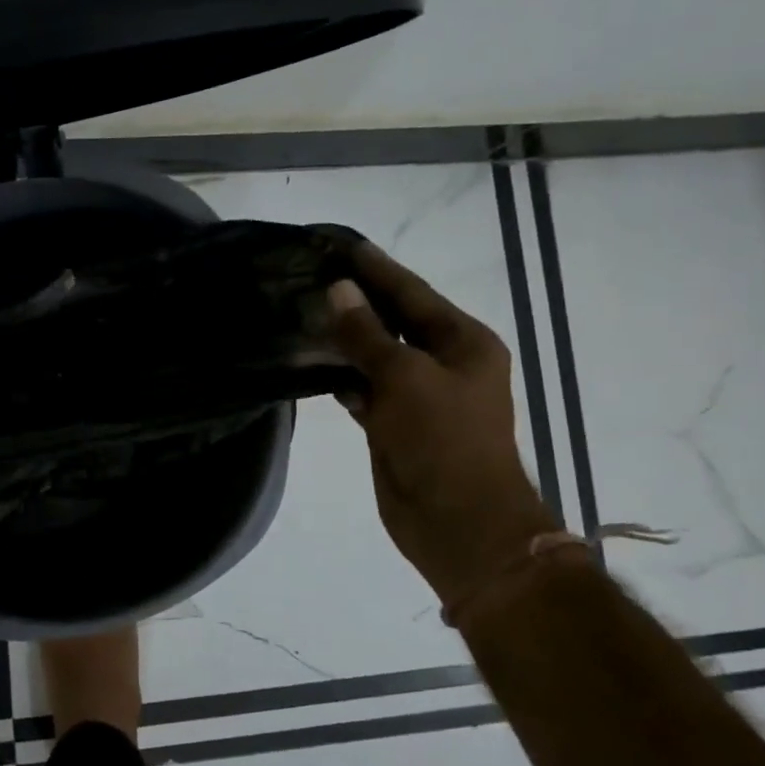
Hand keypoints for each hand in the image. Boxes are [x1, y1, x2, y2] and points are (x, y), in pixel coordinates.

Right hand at [328, 242, 555, 606]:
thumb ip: (367, 334)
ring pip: (374, 355)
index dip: (376, 268)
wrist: (458, 522)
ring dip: (344, 338)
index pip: (412, 293)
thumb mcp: (404, 378)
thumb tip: (339, 290)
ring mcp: (417, 395)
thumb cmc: (443, 440)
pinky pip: (363, 388)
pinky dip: (341, 376)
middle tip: (311, 273)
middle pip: (393, 321)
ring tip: (302, 310)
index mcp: (463, 343)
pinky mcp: (393, 423)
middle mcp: (443, 363)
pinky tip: (311, 361)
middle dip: (356, 299)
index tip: (339, 243)